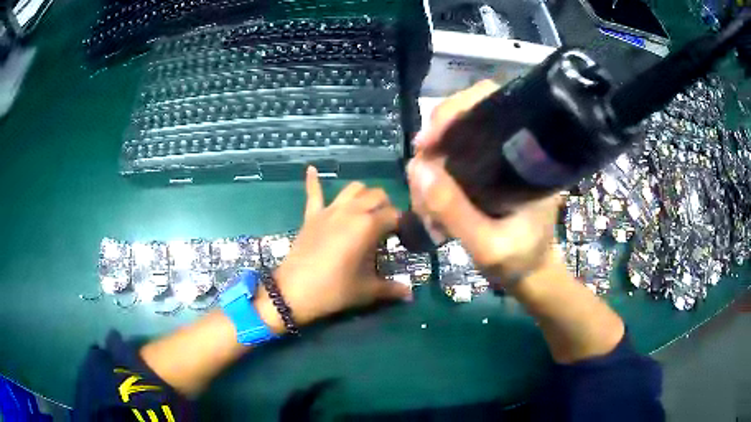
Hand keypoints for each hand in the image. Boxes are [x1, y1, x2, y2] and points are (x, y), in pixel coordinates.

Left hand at [263, 167, 411, 330]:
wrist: (294, 292)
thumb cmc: (334, 290)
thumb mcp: (366, 291)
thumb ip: (391, 289)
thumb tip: (410, 294)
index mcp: (368, 226)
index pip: (394, 215)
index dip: (402, 225)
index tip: (403, 239)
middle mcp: (351, 211)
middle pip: (376, 195)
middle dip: (386, 206)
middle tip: (386, 227)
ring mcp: (329, 211)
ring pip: (353, 188)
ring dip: (363, 194)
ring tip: (366, 209)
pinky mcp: (312, 215)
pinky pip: (313, 193)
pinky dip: (313, 181)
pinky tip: (311, 169)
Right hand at [407, 80, 561, 287]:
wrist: (531, 274)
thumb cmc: (519, 261)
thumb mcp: (488, 246)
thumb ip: (455, 211)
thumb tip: (417, 168)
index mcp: (529, 156)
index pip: (492, 102)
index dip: (455, 110)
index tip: (427, 143)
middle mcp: (513, 148)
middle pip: (464, 117)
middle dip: (434, 145)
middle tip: (418, 181)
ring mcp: (497, 159)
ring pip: (451, 140)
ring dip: (429, 168)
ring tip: (425, 208)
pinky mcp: (485, 171)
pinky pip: (450, 159)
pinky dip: (433, 178)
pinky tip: (430, 204)